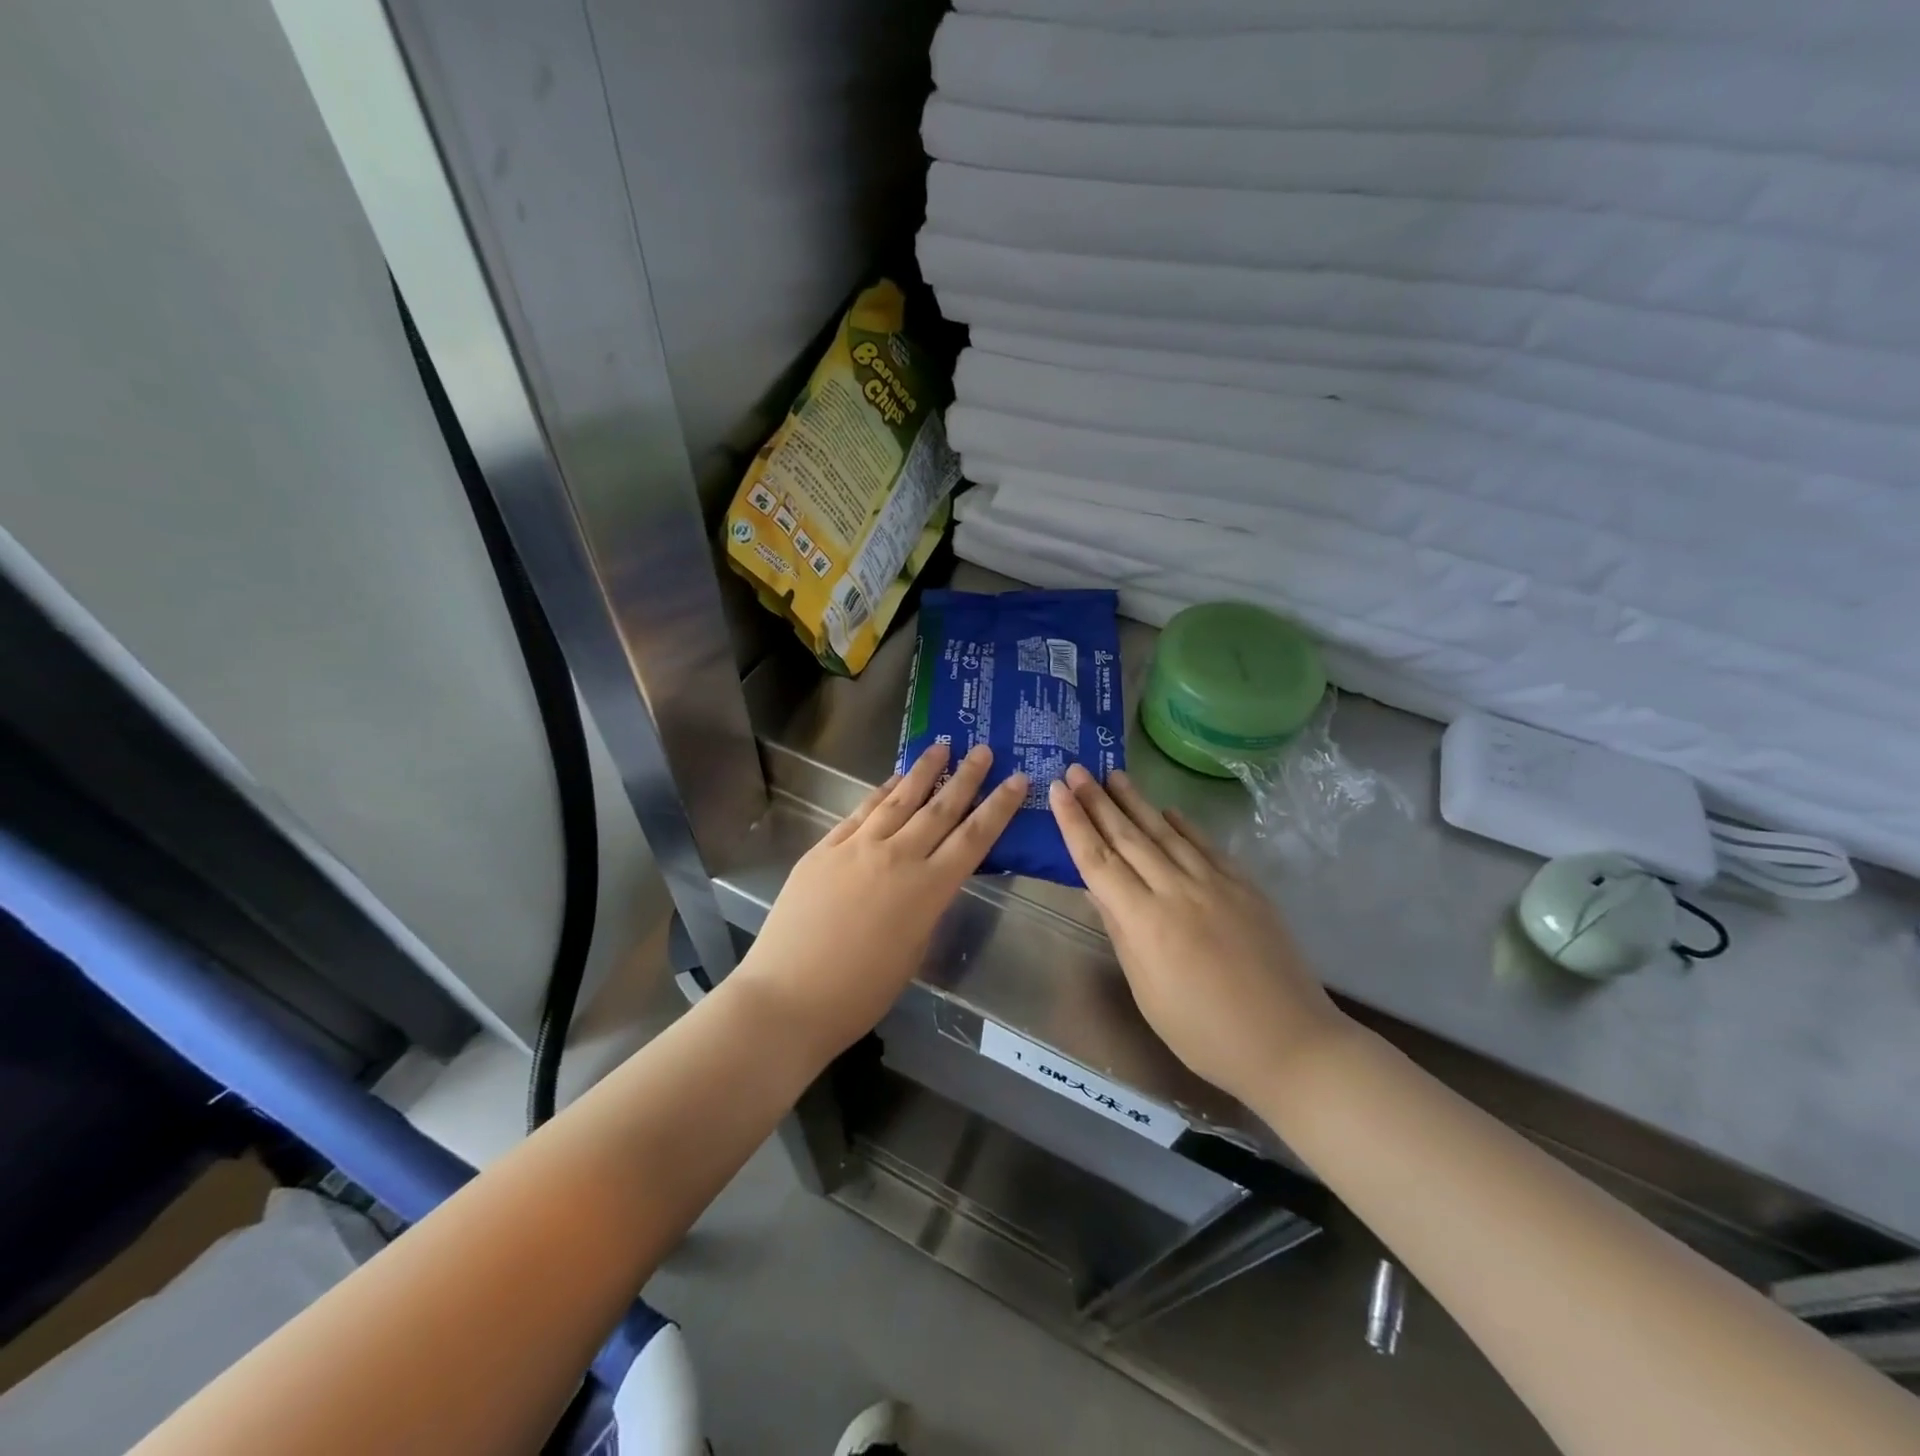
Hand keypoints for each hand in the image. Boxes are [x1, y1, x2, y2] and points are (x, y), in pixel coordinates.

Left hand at [735, 742, 1026, 1055]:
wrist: (788, 996)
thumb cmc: (860, 992)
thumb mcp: (912, 951)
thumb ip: (925, 907)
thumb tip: (928, 880)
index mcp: (927, 890)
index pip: (974, 838)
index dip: (998, 807)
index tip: (1017, 779)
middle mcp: (897, 857)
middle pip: (939, 808)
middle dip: (966, 777)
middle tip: (983, 749)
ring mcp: (856, 848)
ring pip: (898, 800)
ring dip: (922, 772)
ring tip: (940, 747)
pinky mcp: (824, 849)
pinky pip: (860, 812)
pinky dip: (880, 793)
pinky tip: (891, 781)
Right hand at [1049, 764, 1347, 1107]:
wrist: (1288, 1042)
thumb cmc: (1203, 1032)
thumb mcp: (1146, 989)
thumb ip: (1120, 931)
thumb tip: (1095, 889)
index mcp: (1144, 921)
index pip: (1098, 860)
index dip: (1074, 823)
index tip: (1058, 790)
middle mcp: (1176, 891)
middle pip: (1128, 837)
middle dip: (1098, 801)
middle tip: (1077, 768)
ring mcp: (1215, 883)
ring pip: (1166, 833)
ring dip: (1137, 802)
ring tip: (1114, 775)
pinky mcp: (1244, 886)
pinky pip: (1206, 846)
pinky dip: (1184, 825)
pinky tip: (1169, 810)